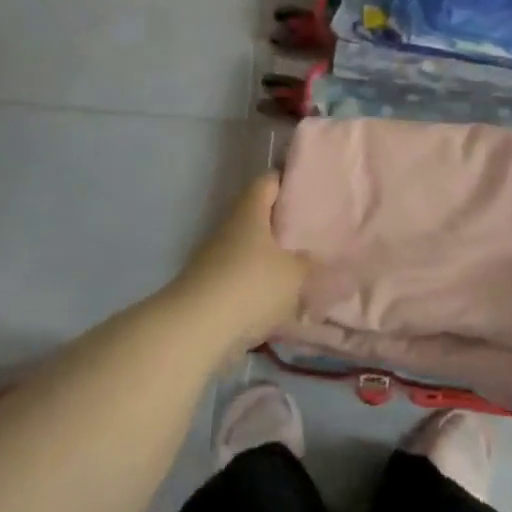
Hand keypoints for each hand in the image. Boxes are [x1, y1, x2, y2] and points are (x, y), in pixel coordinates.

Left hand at [167, 173, 308, 352]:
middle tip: (314, 234)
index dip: (289, 182)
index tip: (311, 191)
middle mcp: (229, 228)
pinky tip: (282, 301)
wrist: (196, 330)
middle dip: (284, 226)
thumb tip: (314, 257)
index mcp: (249, 212)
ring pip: (251, 250)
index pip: (268, 182)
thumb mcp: (294, 274)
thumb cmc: (251, 286)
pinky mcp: (210, 288)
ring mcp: (215, 258)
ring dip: (272, 259)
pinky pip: (242, 278)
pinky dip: (260, 286)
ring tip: (303, 270)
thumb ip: (309, 262)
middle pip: (259, 217)